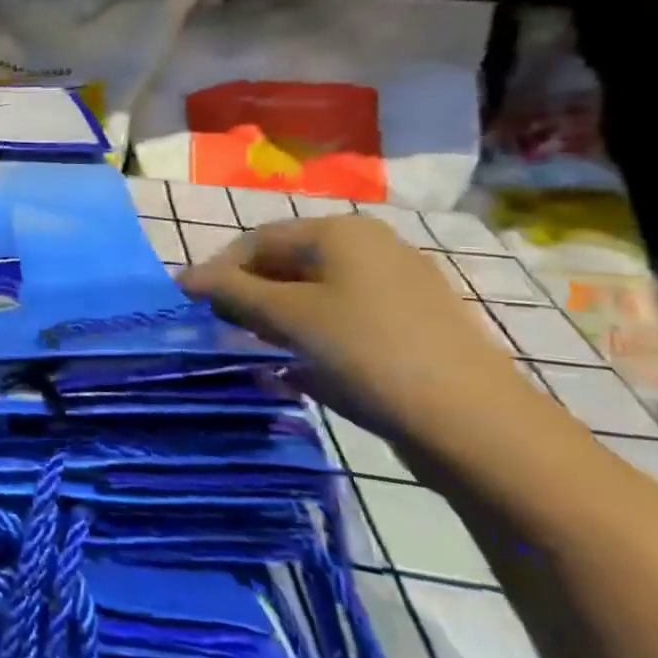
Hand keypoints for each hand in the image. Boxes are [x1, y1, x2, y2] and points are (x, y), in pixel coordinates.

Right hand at [180, 215, 549, 466]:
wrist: (474, 425)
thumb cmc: (367, 353)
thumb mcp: (287, 318)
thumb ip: (230, 292)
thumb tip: (182, 277)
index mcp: (341, 232)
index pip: (257, 239)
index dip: (218, 271)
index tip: (190, 307)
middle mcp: (371, 247)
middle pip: (286, 263)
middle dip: (248, 294)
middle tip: (222, 330)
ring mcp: (397, 286)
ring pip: (313, 293)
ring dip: (276, 317)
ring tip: (257, 349)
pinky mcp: (411, 324)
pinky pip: (342, 317)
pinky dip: (311, 334)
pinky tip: (299, 366)